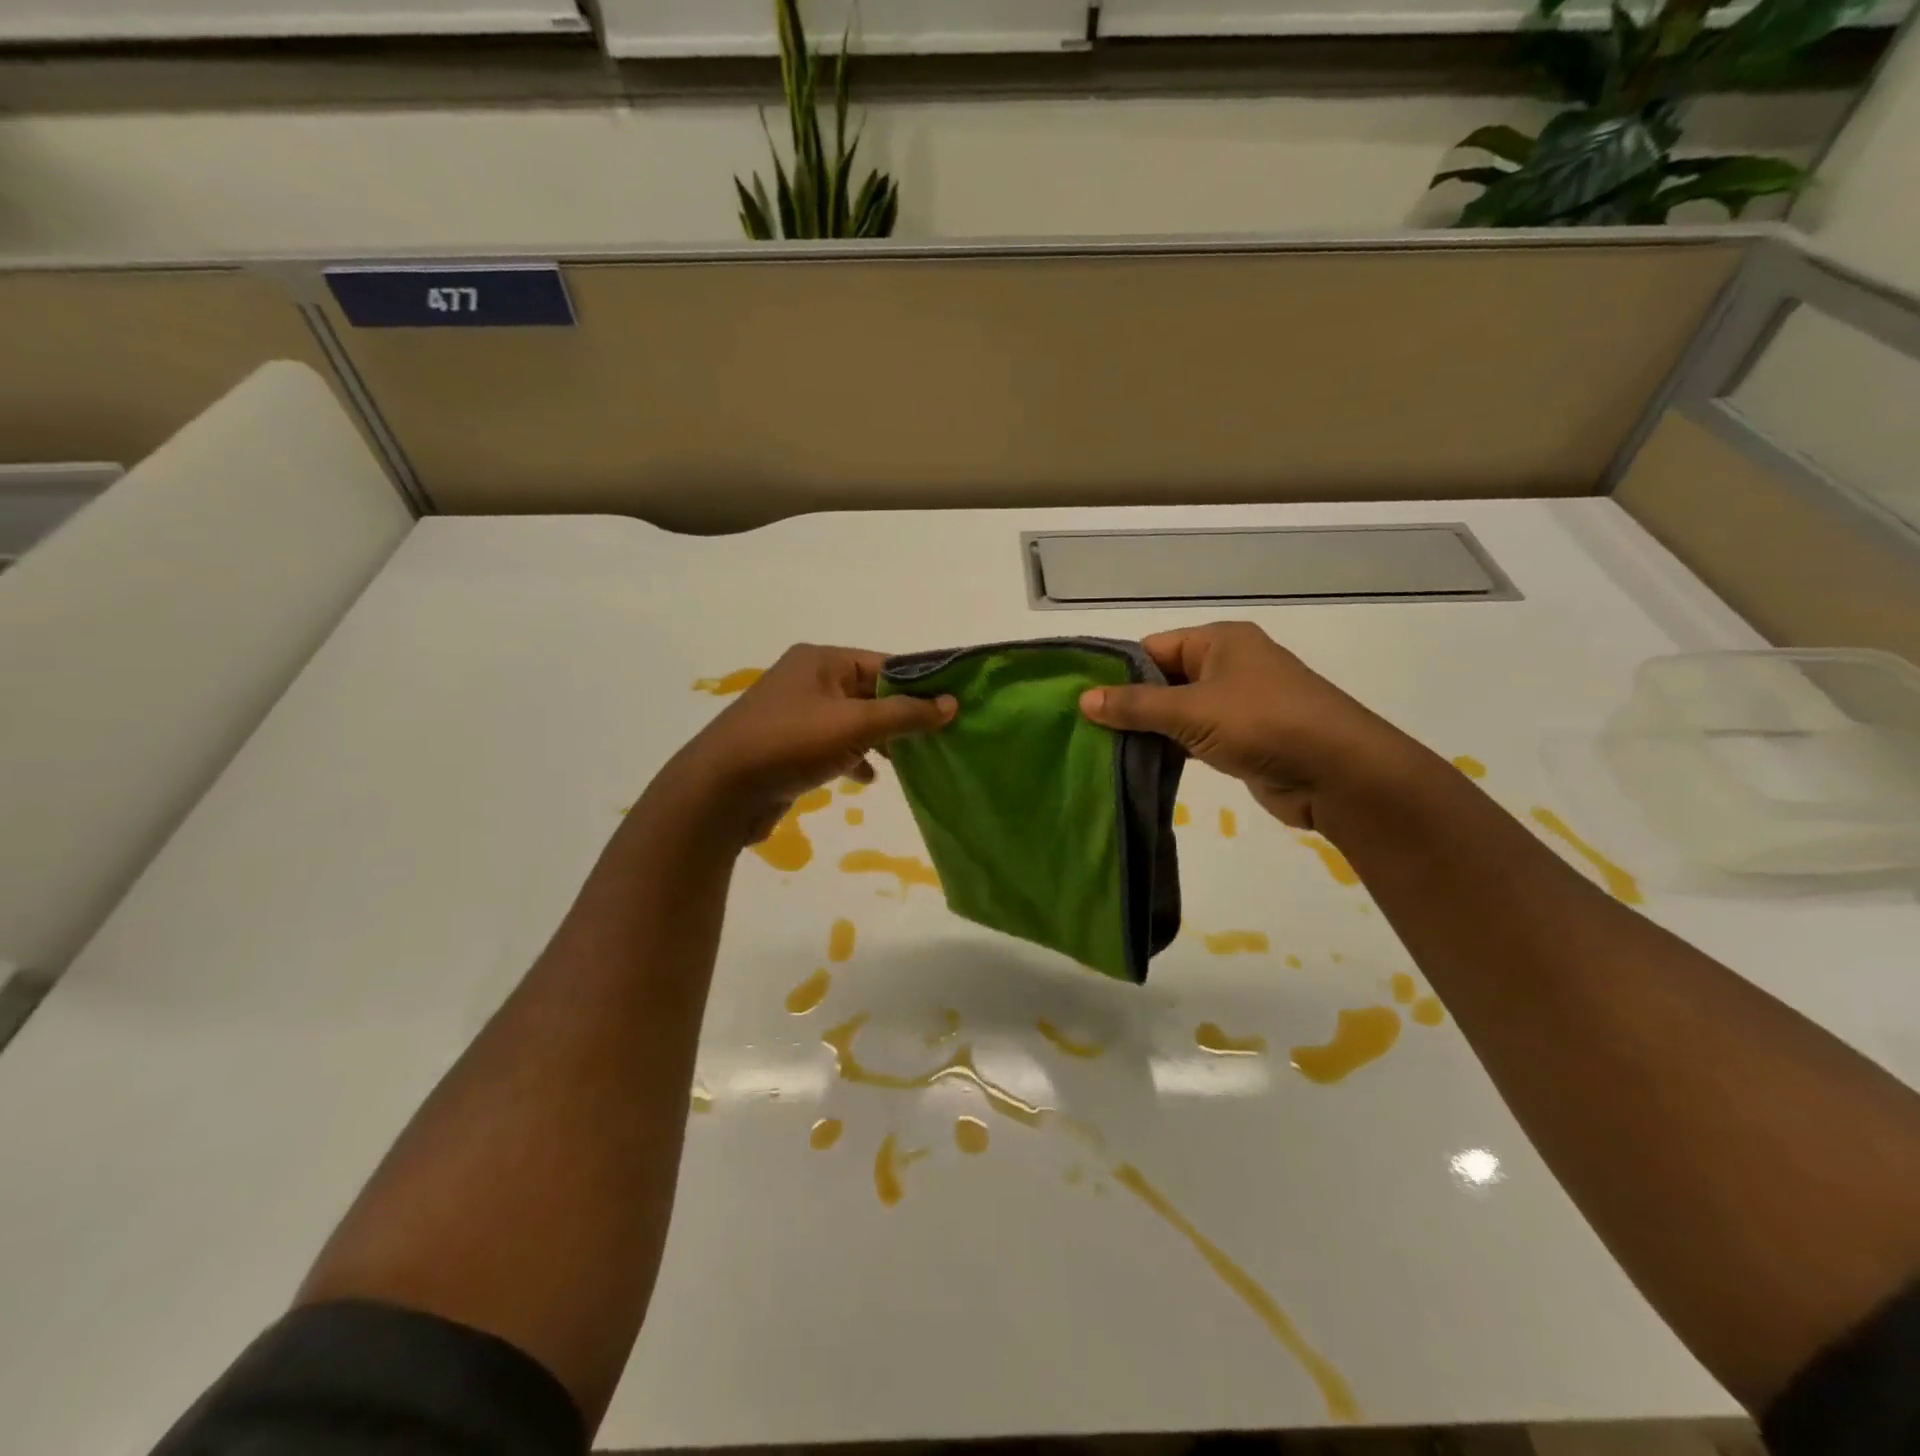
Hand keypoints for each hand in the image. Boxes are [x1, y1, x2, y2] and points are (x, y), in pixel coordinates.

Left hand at [662, 644, 955, 846]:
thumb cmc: (790, 744)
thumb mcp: (855, 725)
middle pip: (870, 692)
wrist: (720, 792)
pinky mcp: (788, 746)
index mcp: (822, 661)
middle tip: (939, 737)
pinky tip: (868, 778)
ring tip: (911, 761)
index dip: (921, 685)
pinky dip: (854, 757)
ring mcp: (796, 714)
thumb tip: (951, 703)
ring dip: (880, 739)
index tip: (953, 707)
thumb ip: (906, 714)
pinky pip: (834, 745)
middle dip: (902, 715)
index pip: (885, 664)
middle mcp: (808, 680)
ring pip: (853, 721)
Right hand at [1079, 621, 1425, 830]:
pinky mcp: (1244, 737)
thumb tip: (1083, 700)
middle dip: (1130, 704)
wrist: (1338, 772)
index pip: (1153, 648)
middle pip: (1164, 678)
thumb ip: (1136, 705)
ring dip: (1150, 729)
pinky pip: (1196, 736)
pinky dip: (1172, 747)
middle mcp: (1228, 665)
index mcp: (1219, 641)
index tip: (1081, 700)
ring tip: (1103, 749)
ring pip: (1178, 710)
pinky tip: (1140, 764)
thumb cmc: (1263, 723)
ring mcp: (1238, 703)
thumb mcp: (1191, 710)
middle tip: (1085, 730)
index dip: (1117, 672)